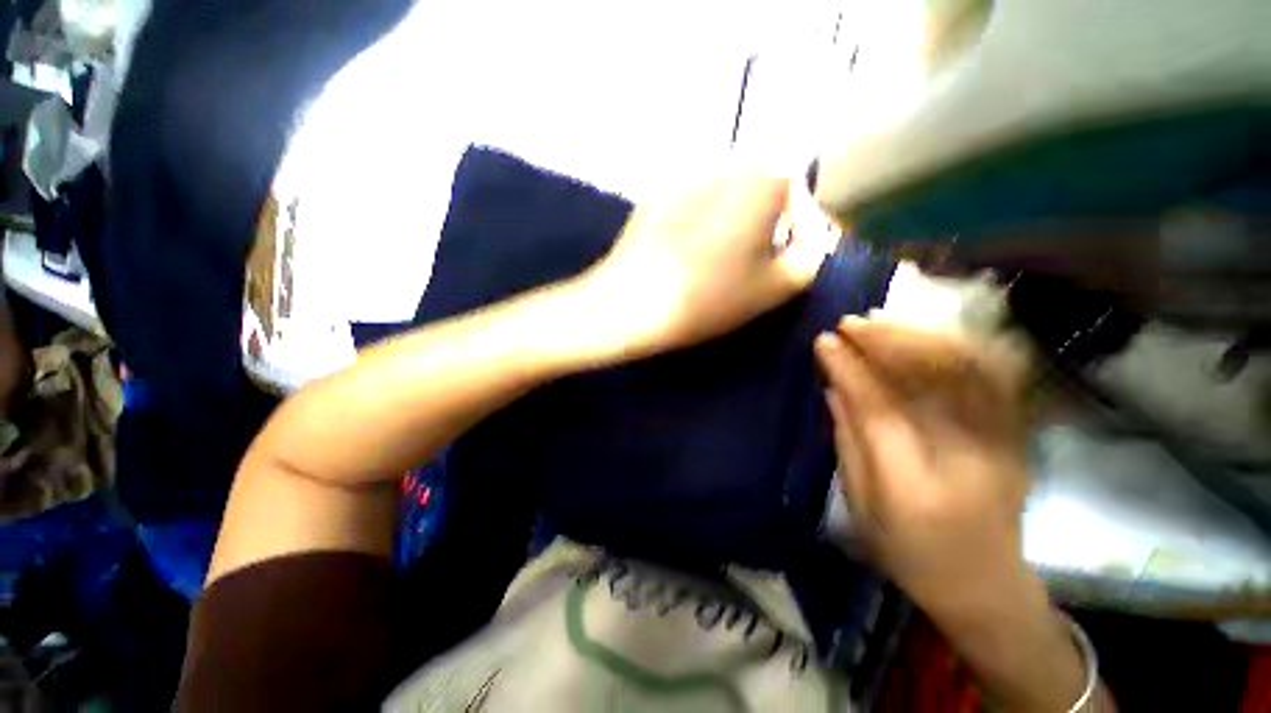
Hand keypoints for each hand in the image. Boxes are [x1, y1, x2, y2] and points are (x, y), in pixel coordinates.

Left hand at [579, 171, 831, 356]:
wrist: (632, 301)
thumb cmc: (709, 295)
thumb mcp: (776, 286)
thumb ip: (810, 258)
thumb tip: (807, 242)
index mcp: (762, 177)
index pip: (803, 200)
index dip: (805, 234)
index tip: (794, 264)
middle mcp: (724, 163)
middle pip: (763, 195)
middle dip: (770, 228)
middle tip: (760, 265)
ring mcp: (684, 177)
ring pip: (728, 201)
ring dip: (735, 227)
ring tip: (724, 264)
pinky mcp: (655, 198)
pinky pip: (695, 208)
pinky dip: (703, 227)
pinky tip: (691, 257)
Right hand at [814, 319, 1030, 614]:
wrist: (984, 586)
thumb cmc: (911, 553)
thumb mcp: (861, 504)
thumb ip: (847, 441)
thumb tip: (833, 387)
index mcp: (916, 487)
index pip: (881, 409)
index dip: (850, 369)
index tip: (824, 341)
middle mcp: (969, 459)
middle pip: (935, 379)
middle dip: (888, 341)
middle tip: (850, 324)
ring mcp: (1003, 443)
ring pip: (970, 367)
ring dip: (921, 335)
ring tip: (880, 323)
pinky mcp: (1016, 433)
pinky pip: (992, 373)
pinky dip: (955, 344)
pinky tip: (922, 336)